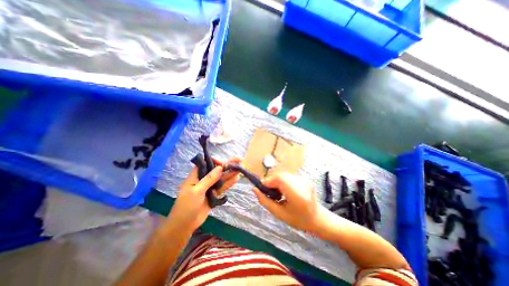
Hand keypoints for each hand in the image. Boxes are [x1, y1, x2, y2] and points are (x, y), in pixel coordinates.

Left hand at [166, 159, 241, 234]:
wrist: (184, 225)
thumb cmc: (186, 206)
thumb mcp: (196, 191)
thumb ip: (209, 179)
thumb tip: (220, 167)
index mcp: (196, 176)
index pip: (206, 163)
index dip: (215, 161)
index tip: (223, 164)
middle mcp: (203, 179)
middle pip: (216, 170)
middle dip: (227, 165)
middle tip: (239, 161)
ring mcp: (209, 187)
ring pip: (221, 178)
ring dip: (230, 173)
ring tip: (240, 169)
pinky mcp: (214, 194)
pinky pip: (222, 187)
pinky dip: (229, 183)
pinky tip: (236, 178)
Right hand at [252, 172, 318, 231]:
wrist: (317, 217)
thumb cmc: (297, 219)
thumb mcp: (279, 214)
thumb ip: (265, 201)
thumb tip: (254, 189)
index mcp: (297, 196)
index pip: (280, 179)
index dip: (269, 181)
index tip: (262, 188)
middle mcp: (302, 185)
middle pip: (281, 175)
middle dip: (272, 181)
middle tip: (269, 191)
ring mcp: (305, 180)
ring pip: (284, 175)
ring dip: (277, 181)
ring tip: (277, 192)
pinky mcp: (304, 178)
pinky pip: (289, 176)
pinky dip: (282, 181)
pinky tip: (284, 189)